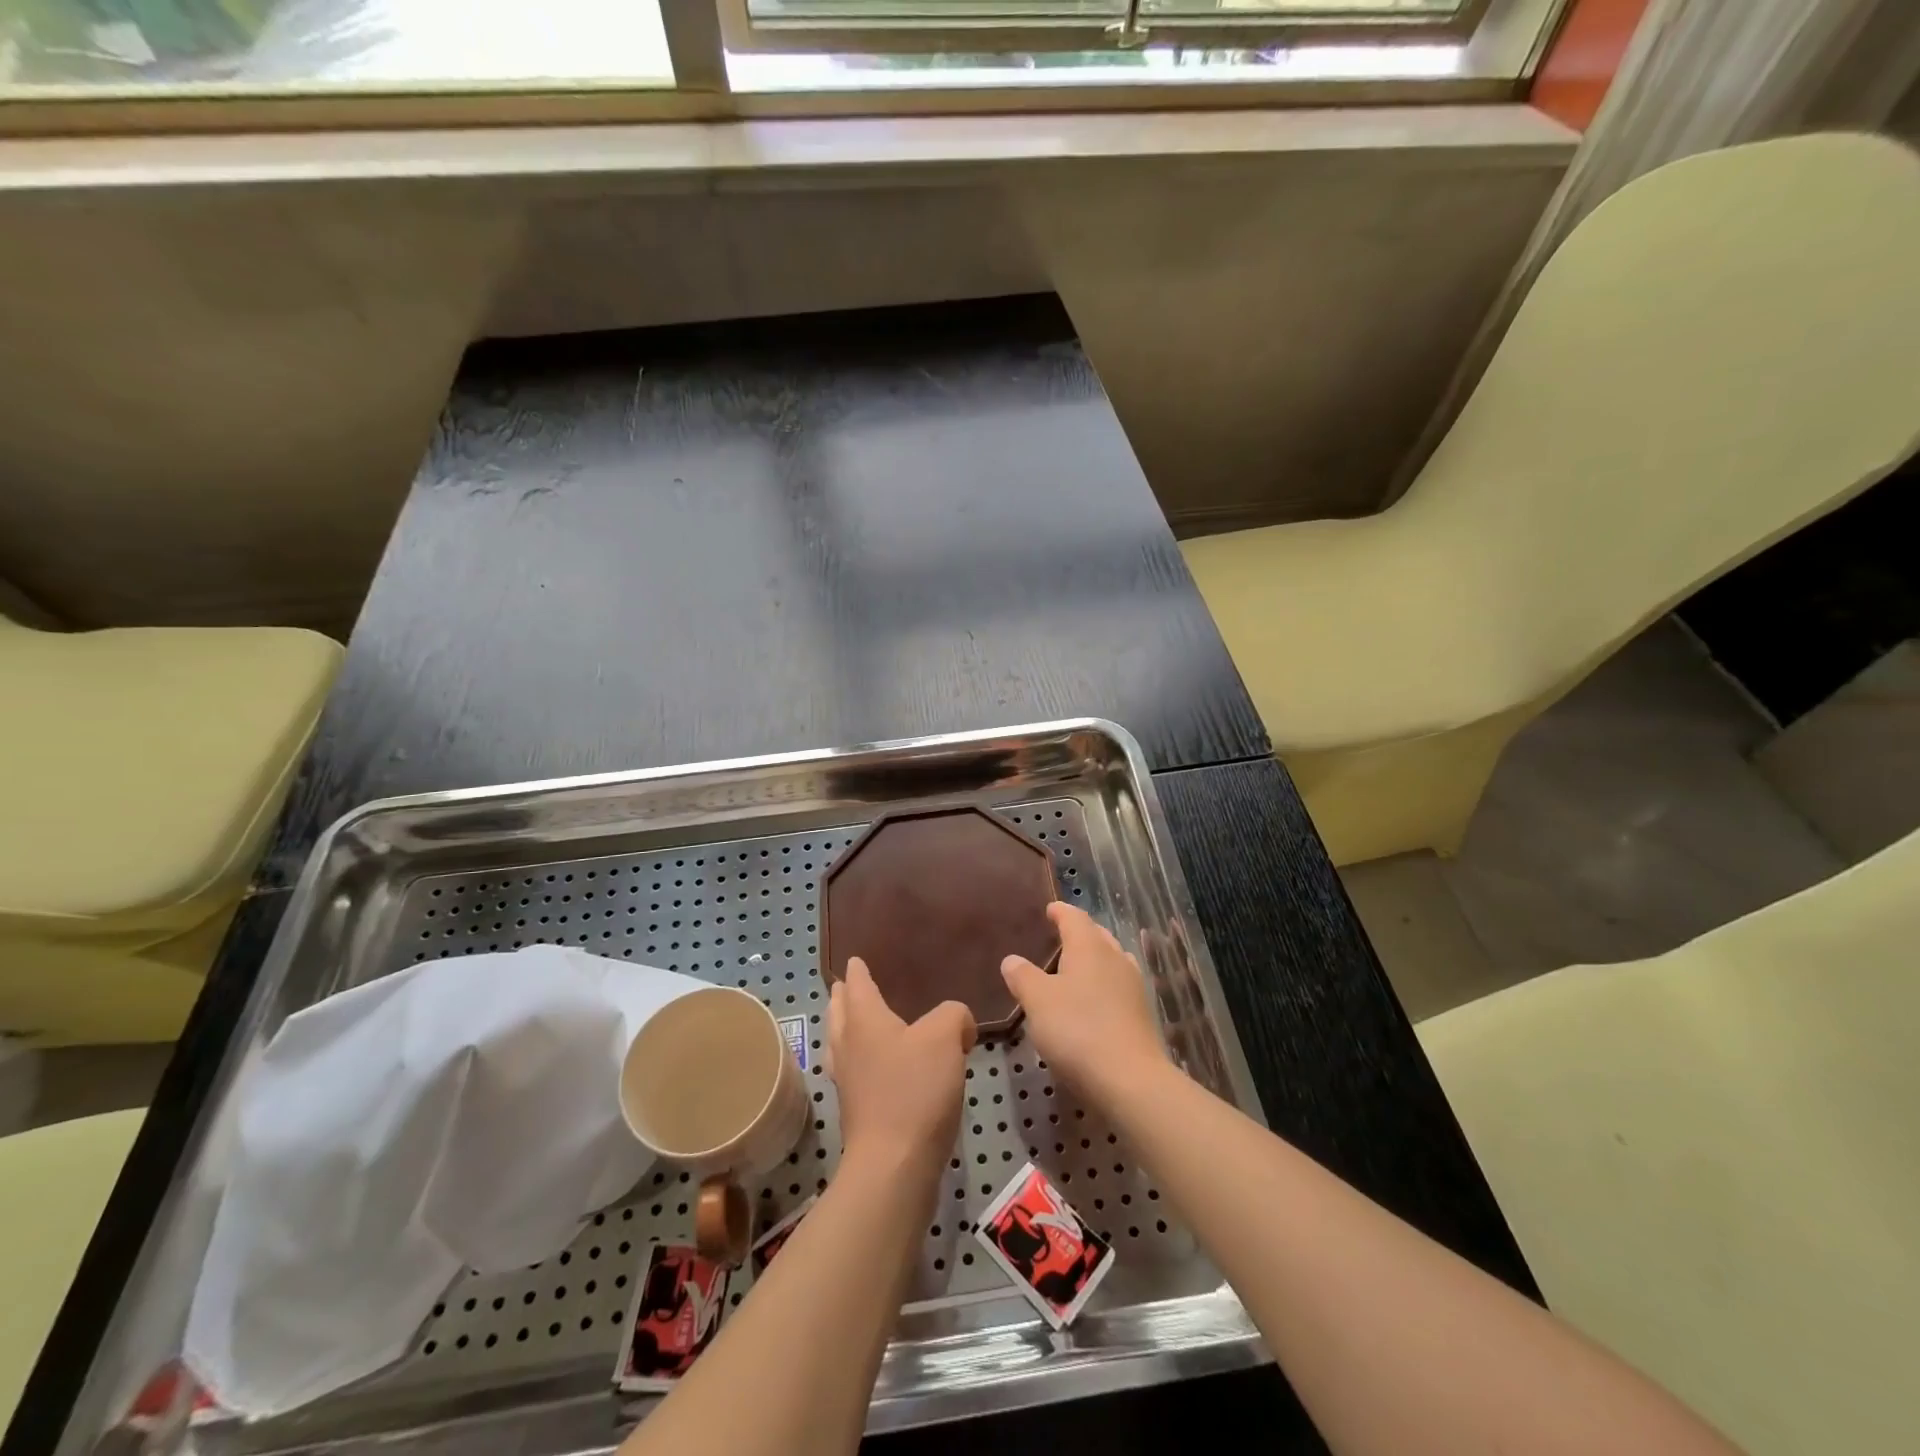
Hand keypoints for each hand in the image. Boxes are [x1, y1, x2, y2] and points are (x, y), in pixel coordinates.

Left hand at [827, 959, 975, 1178]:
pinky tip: (876, 1068)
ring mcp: (848, 1081)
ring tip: (855, 1022)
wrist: (895, 1165)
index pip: (856, 985)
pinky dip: (858, 1060)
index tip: (854, 960)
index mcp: (864, 1020)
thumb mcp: (945, 1037)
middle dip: (842, 997)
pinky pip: (853, 1072)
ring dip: (844, 1028)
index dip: (857, 971)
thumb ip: (953, 1015)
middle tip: (847, 985)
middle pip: (839, 1013)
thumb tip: (957, 1023)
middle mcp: (848, 1046)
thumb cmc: (915, 1090)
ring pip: (841, 1043)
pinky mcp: (857, 1112)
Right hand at [1001, 902, 1167, 1104]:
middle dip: (1079, 932)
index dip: (1060, 911)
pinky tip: (1093, 1000)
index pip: (1074, 917)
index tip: (1049, 909)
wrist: (1130, 1079)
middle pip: (1097, 935)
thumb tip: (1012, 959)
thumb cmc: (1077, 1030)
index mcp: (1089, 947)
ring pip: (1112, 959)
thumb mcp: (1037, 1001)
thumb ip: (1023, 976)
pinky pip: (1118, 985)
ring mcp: (1132, 986)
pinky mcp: (1140, 1014)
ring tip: (1075, 967)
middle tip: (1060, 936)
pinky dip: (1103, 984)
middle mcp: (1115, 958)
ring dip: (1094, 958)